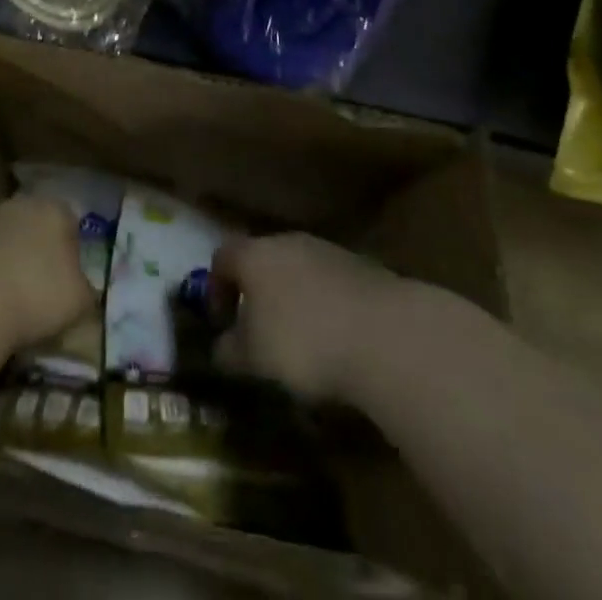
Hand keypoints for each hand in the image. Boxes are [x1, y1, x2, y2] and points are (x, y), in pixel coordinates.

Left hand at [0, 195, 94, 351]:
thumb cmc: (38, 291)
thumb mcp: (80, 301)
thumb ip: (85, 293)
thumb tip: (83, 295)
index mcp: (57, 209)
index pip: (72, 224)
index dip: (73, 253)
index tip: (71, 283)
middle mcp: (22, 204)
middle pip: (36, 231)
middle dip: (39, 258)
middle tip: (42, 296)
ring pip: (6, 245)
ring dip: (9, 270)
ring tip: (12, 308)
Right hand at [213, 233, 401, 401]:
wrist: (385, 335)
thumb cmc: (303, 342)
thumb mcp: (254, 359)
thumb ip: (229, 351)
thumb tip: (220, 349)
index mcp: (255, 255)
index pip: (223, 257)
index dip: (216, 288)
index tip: (221, 323)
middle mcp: (288, 242)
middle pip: (263, 259)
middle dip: (258, 293)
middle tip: (259, 331)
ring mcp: (328, 251)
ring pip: (299, 270)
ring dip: (294, 299)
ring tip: (301, 341)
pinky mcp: (363, 268)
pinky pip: (331, 284)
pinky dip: (326, 306)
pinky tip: (337, 339)